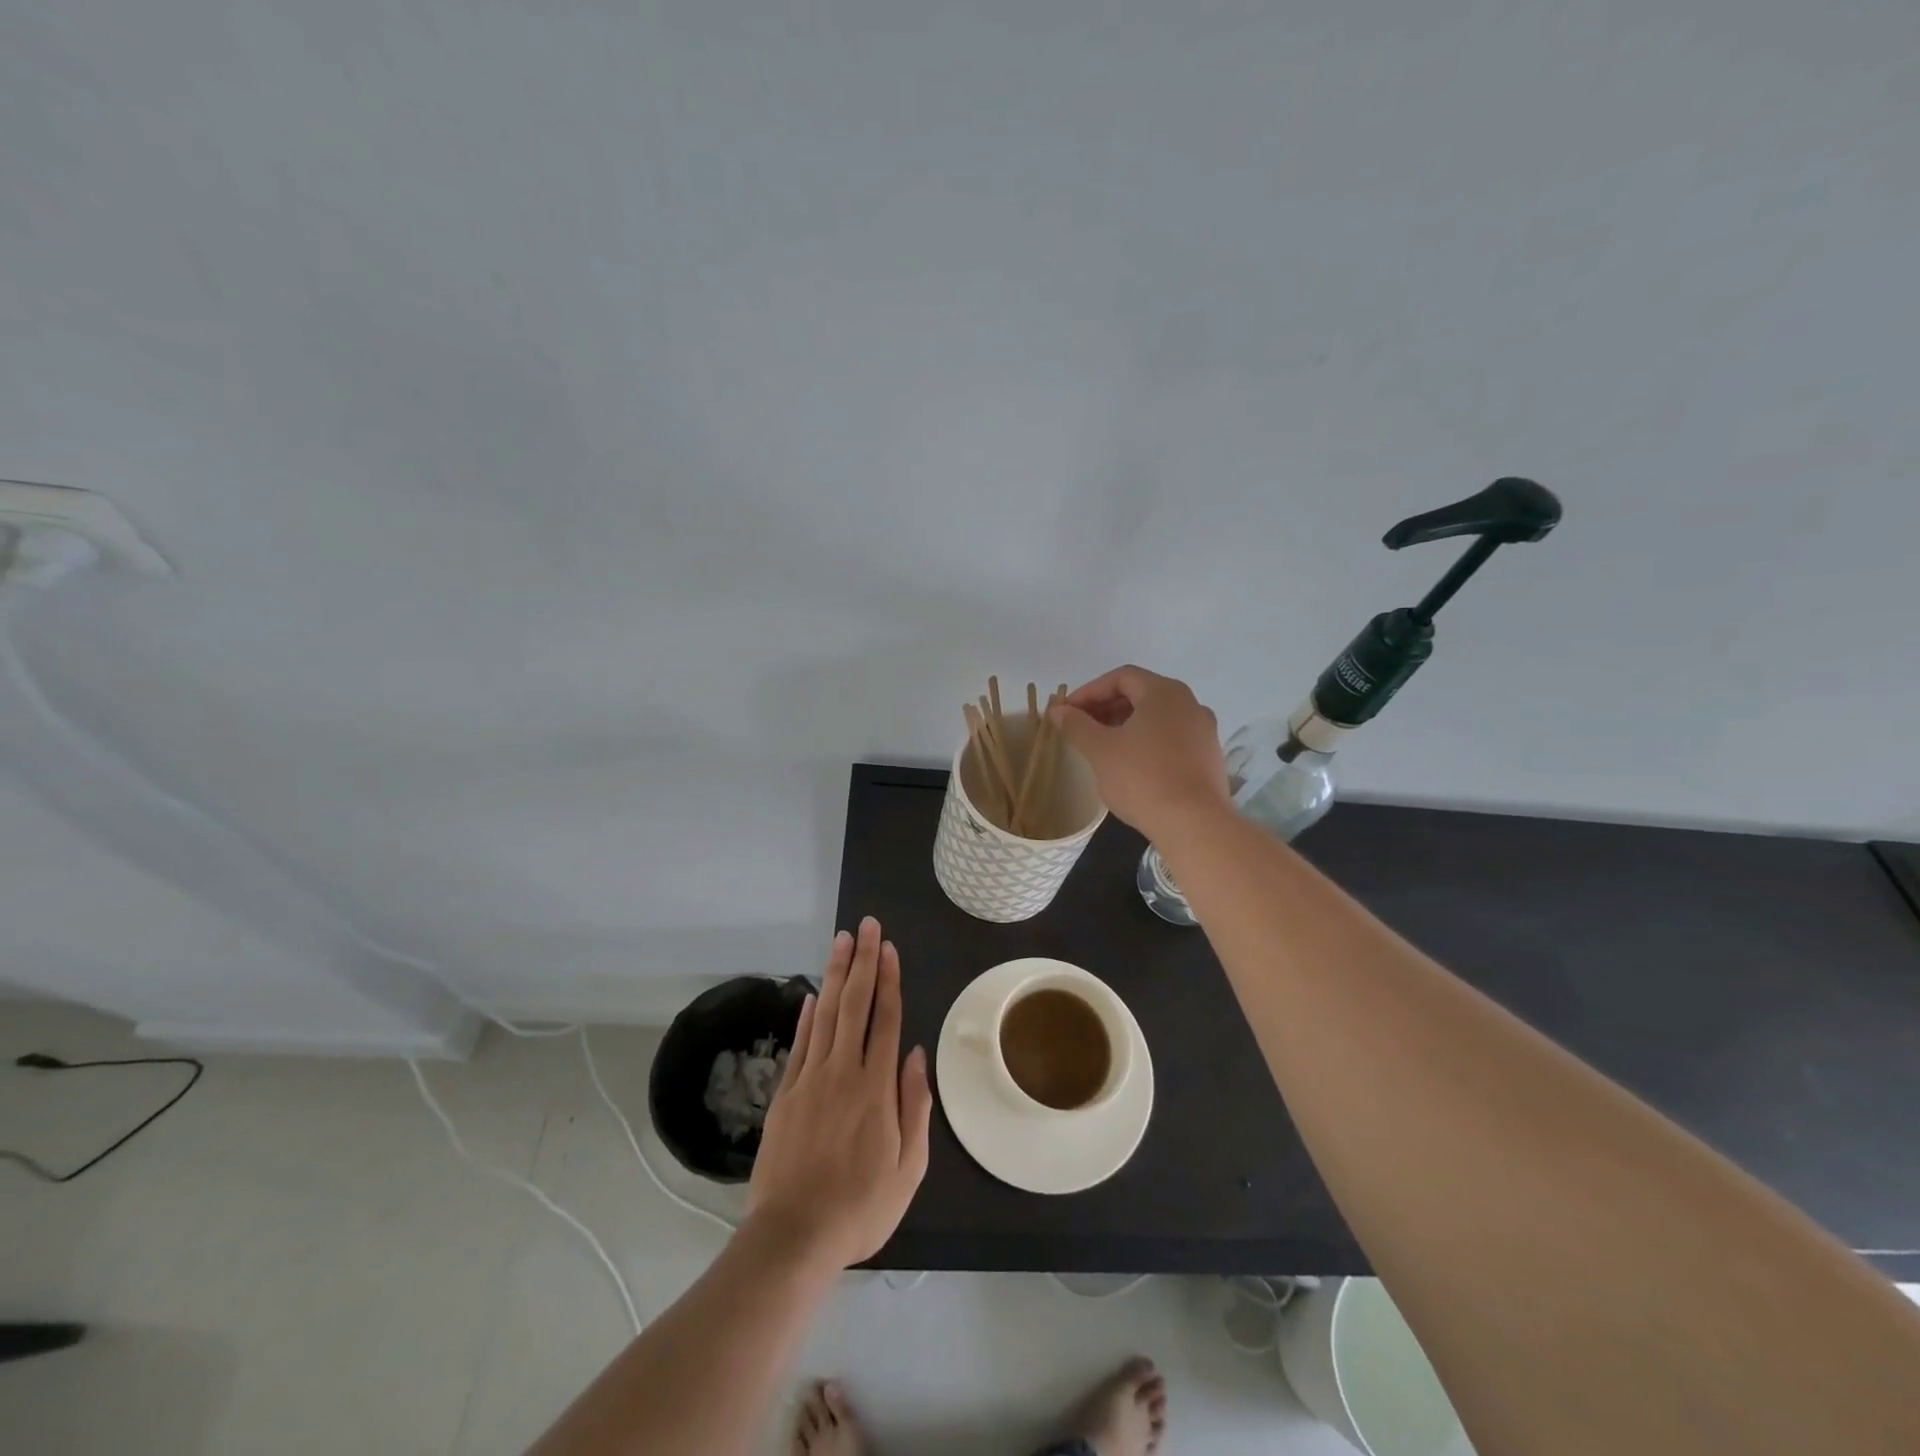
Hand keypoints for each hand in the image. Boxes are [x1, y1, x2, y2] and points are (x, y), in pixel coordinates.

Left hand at [748, 917, 932, 1273]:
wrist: (794, 1237)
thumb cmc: (860, 1207)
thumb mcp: (909, 1167)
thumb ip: (914, 1106)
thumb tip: (917, 1054)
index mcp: (876, 1087)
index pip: (886, 1019)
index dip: (889, 980)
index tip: (889, 948)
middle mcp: (843, 1072)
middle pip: (855, 1005)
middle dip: (863, 962)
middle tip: (866, 926)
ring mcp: (810, 1080)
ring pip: (826, 1014)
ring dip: (836, 975)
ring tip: (842, 941)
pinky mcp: (786, 1094)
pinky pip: (800, 1044)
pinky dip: (808, 1015)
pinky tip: (814, 994)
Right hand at [1050, 665, 1229, 840]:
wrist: (1194, 825)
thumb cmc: (1142, 779)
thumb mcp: (1100, 750)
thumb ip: (1077, 725)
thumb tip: (1058, 710)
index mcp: (1164, 692)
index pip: (1121, 677)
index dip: (1089, 691)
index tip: (1067, 712)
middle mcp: (1190, 703)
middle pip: (1141, 694)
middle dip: (1106, 708)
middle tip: (1080, 729)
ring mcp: (1203, 731)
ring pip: (1157, 718)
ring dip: (1125, 726)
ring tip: (1102, 748)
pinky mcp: (1208, 757)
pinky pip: (1171, 738)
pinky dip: (1147, 742)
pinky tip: (1131, 766)